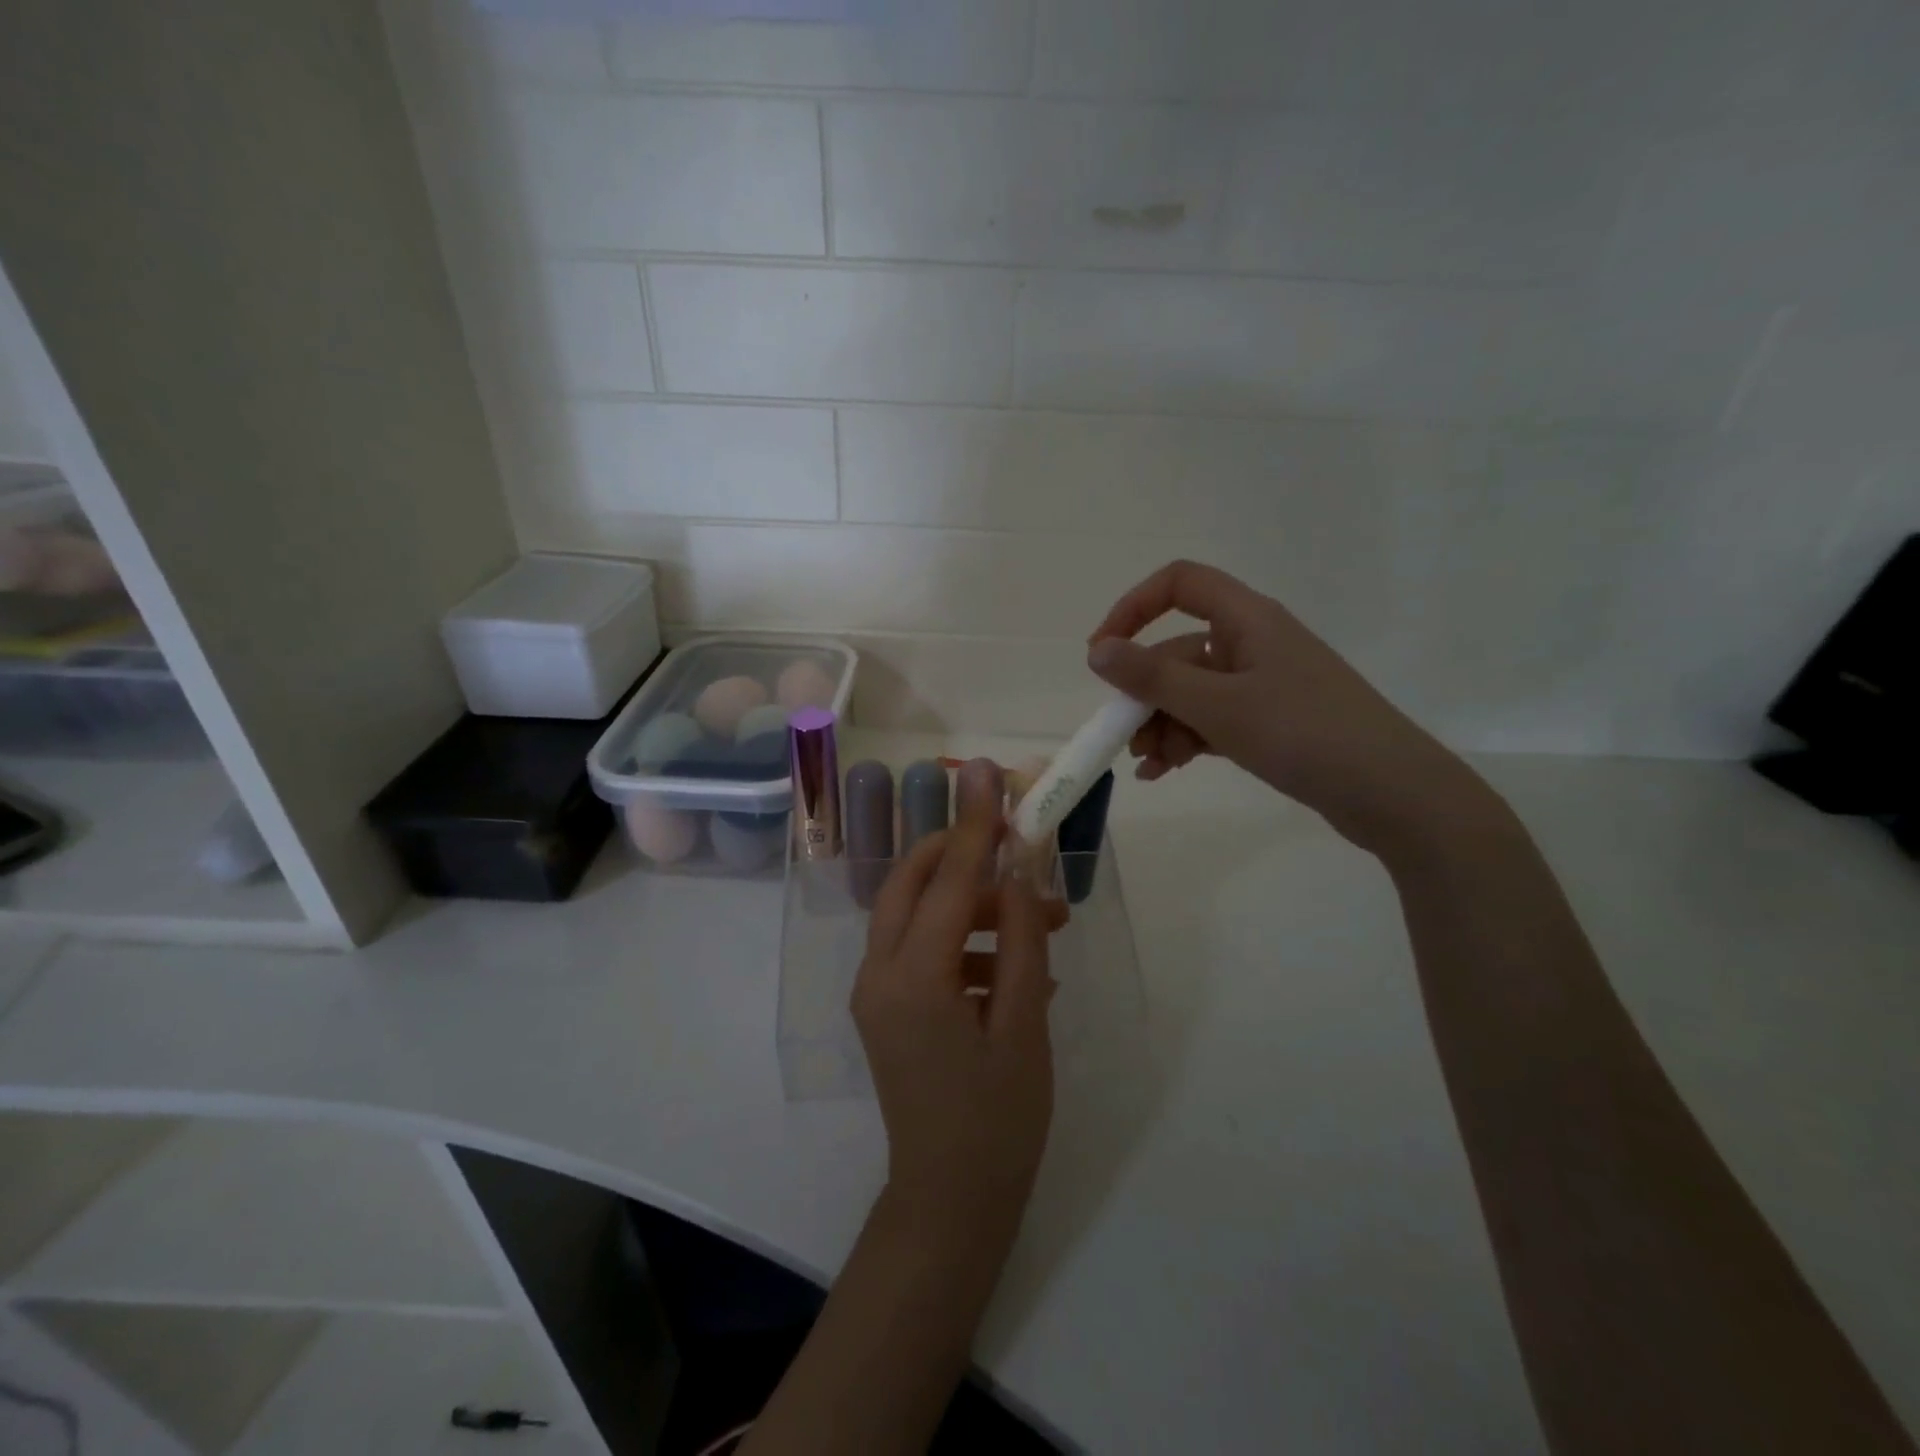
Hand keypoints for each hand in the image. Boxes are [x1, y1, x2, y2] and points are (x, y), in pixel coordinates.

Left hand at [853, 760, 1054, 1234]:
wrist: (951, 1202)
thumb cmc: (999, 1120)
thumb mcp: (1024, 1023)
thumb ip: (1021, 938)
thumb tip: (1020, 871)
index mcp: (911, 977)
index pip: (946, 878)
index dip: (975, 824)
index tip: (988, 773)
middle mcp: (878, 973)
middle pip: (912, 882)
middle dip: (962, 854)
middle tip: (1016, 844)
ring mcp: (876, 991)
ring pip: (918, 914)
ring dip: (974, 906)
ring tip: (1043, 921)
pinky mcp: (886, 1007)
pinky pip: (921, 950)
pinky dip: (964, 943)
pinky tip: (1017, 968)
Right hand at [1087, 559, 1491, 857]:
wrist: (1394, 794)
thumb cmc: (1305, 734)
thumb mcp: (1218, 706)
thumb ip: (1152, 677)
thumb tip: (1097, 651)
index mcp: (1247, 619)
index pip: (1179, 584)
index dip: (1133, 608)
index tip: (1102, 652)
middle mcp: (1253, 642)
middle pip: (1178, 650)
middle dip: (1144, 693)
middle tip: (1123, 736)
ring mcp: (1262, 683)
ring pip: (1191, 691)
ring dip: (1162, 724)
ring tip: (1149, 766)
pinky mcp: (1270, 720)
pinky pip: (1212, 719)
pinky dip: (1186, 740)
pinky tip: (1166, 771)